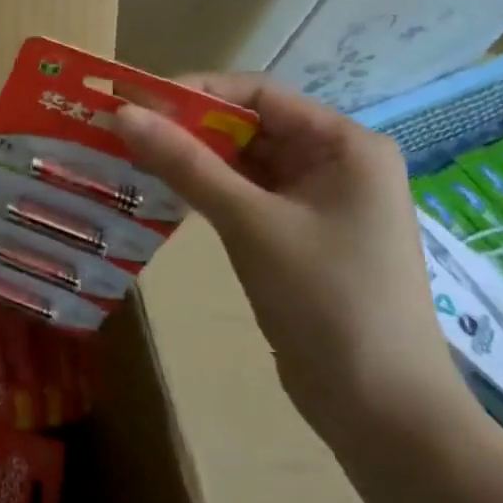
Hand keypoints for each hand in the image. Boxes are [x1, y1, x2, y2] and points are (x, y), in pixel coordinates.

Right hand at [115, 75, 471, 449]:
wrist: (382, 412)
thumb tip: (122, 112)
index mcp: (344, 145)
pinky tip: (159, 191)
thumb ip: (185, 164)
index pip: (258, 93)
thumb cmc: (327, 300)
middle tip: (120, 128)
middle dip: (186, 126)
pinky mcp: (295, 236)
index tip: (134, 99)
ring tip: (128, 154)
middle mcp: (333, 163)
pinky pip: (242, 196)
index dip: (194, 91)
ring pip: (240, 162)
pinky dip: (203, 190)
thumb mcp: (250, 223)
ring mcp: (315, 202)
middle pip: (247, 125)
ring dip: (189, 159)